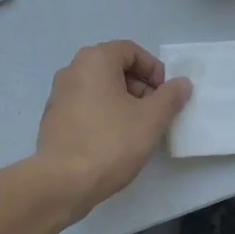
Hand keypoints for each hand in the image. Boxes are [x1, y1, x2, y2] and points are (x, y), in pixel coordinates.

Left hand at [34, 41, 190, 219]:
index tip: (166, 95)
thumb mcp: (151, 119)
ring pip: (100, 88)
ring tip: (137, 129)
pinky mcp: (53, 118)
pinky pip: (85, 106)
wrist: (63, 182)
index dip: (154, 70)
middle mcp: (72, 70)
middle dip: (139, 86)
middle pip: (114, 67)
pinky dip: (104, 114)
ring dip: (123, 102)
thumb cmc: (111, 143)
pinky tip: (114, 140)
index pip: (131, 51)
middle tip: (155, 113)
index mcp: (94, 60)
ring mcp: (59, 94)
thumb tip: (181, 83)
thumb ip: (171, 96)